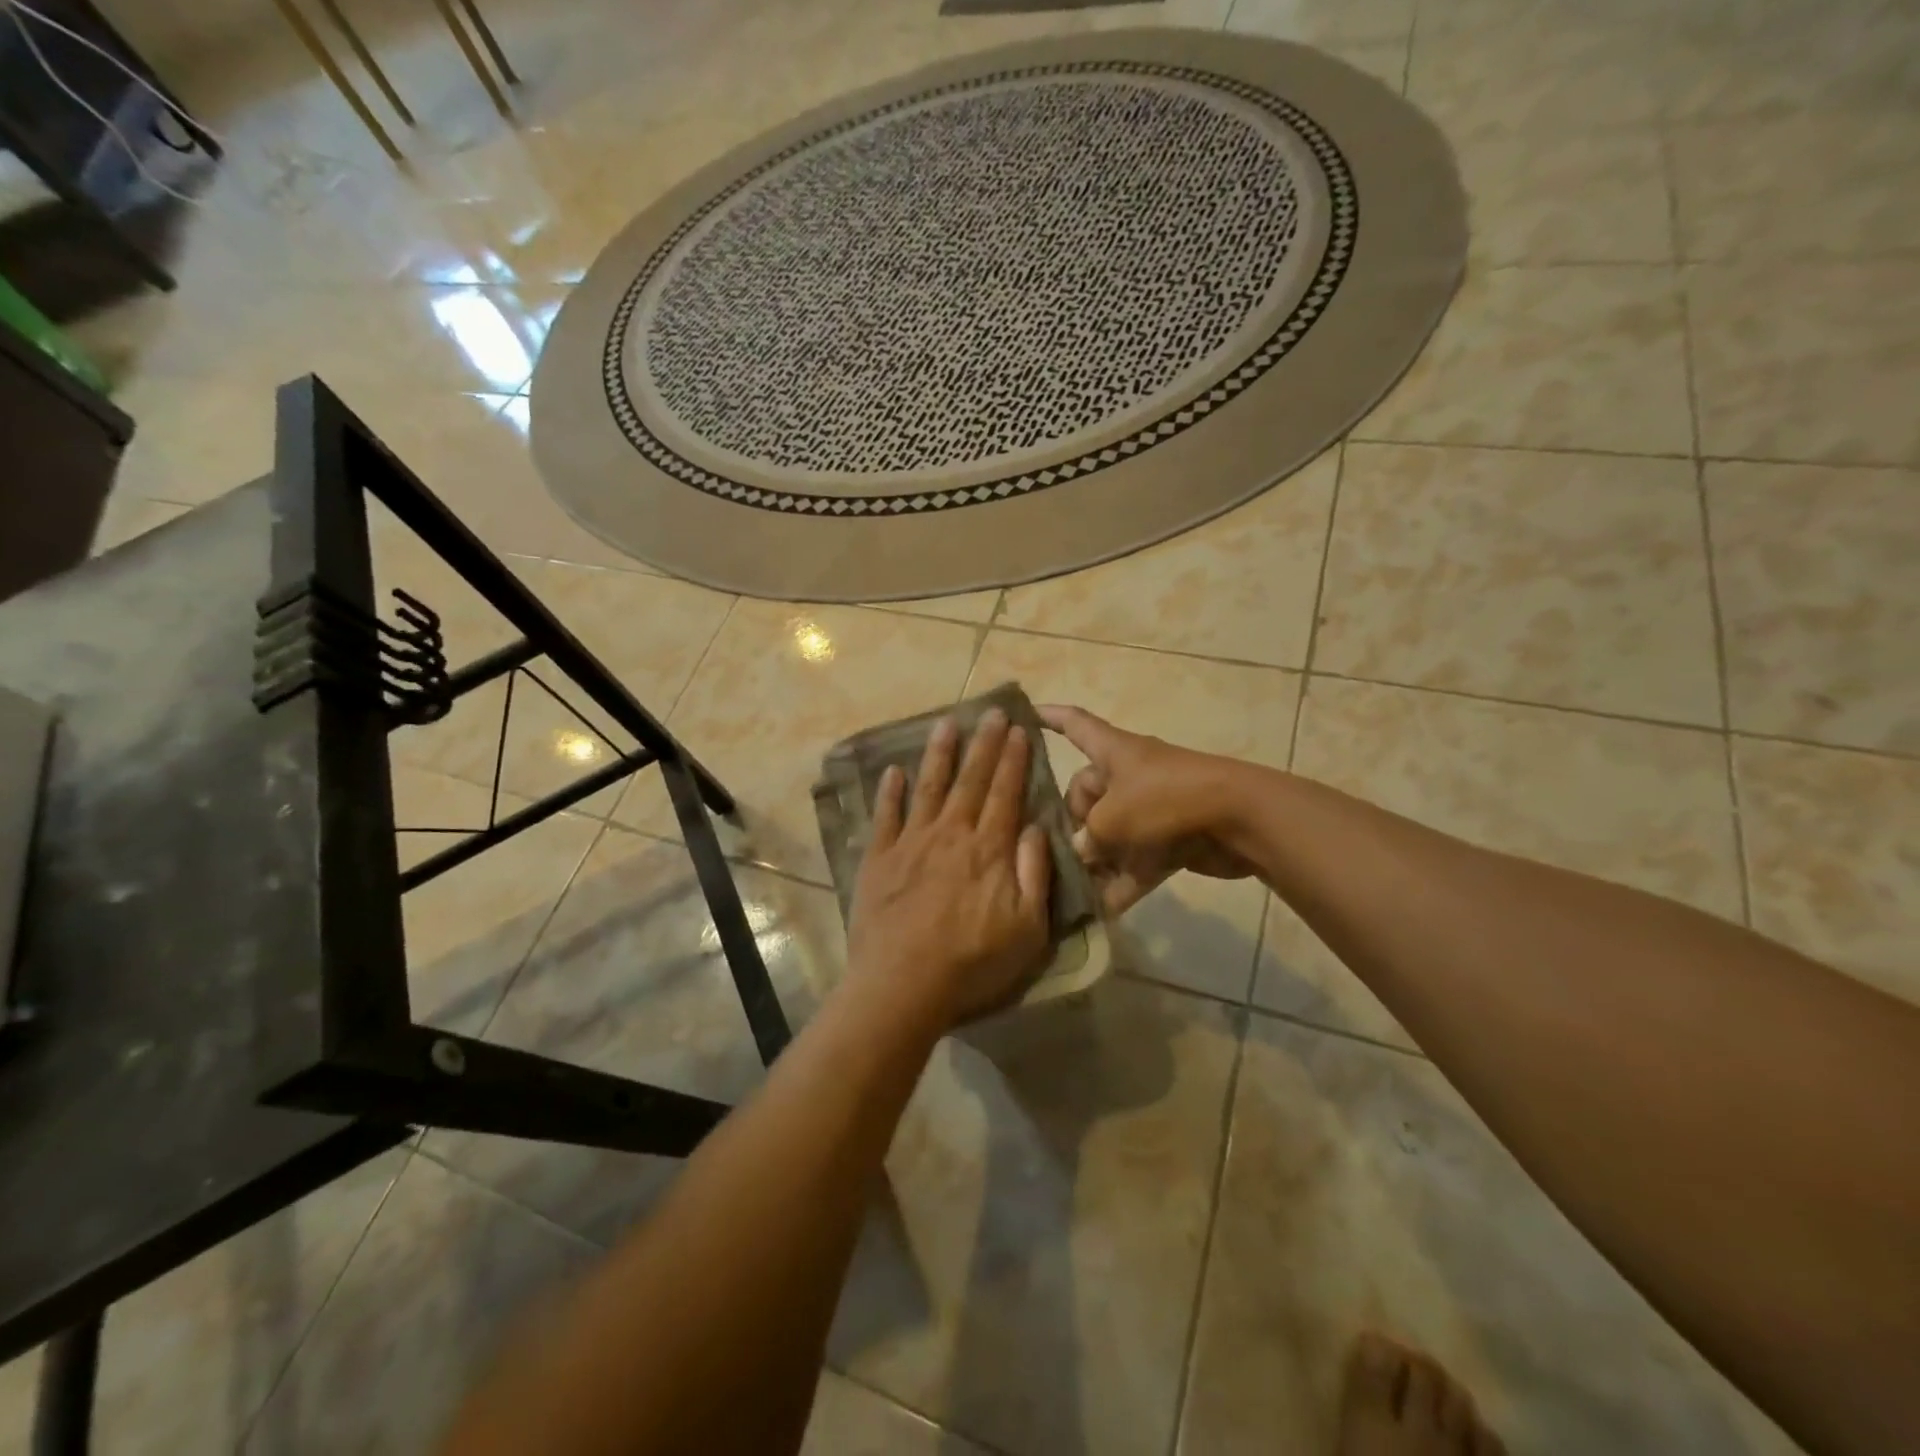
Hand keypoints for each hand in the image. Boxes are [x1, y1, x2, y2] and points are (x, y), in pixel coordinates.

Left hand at [845, 710, 1052, 1028]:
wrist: (902, 985)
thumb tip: (1035, 827)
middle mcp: (951, 834)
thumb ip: (1034, 874)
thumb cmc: (972, 963)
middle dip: (984, 744)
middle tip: (991, 712)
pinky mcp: (879, 859)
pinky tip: (891, 770)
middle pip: (971, 780)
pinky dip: (889, 791)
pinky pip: (885, 816)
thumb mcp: (1026, 930)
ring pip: (928, 787)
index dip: (1013, 760)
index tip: (1018, 730)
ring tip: (946, 723)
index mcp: (989, 850)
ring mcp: (911, 843)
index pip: (1006, 794)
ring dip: (939, 754)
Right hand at [1038, 704, 1256, 915]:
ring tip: (1071, 888)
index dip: (1048, 717)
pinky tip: (1101, 911)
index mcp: (1112, 751)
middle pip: (1085, 794)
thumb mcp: (1112, 819)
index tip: (1023, 713)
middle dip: (1073, 824)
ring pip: (1110, 833)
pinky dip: (1122, 882)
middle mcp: (1127, 775)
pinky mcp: (1169, 839)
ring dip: (1095, 860)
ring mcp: (1150, 808)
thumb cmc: (1165, 800)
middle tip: (1064, 852)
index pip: (1073, 724)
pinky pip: (1135, 861)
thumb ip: (1086, 838)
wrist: (1238, 818)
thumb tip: (1081, 853)